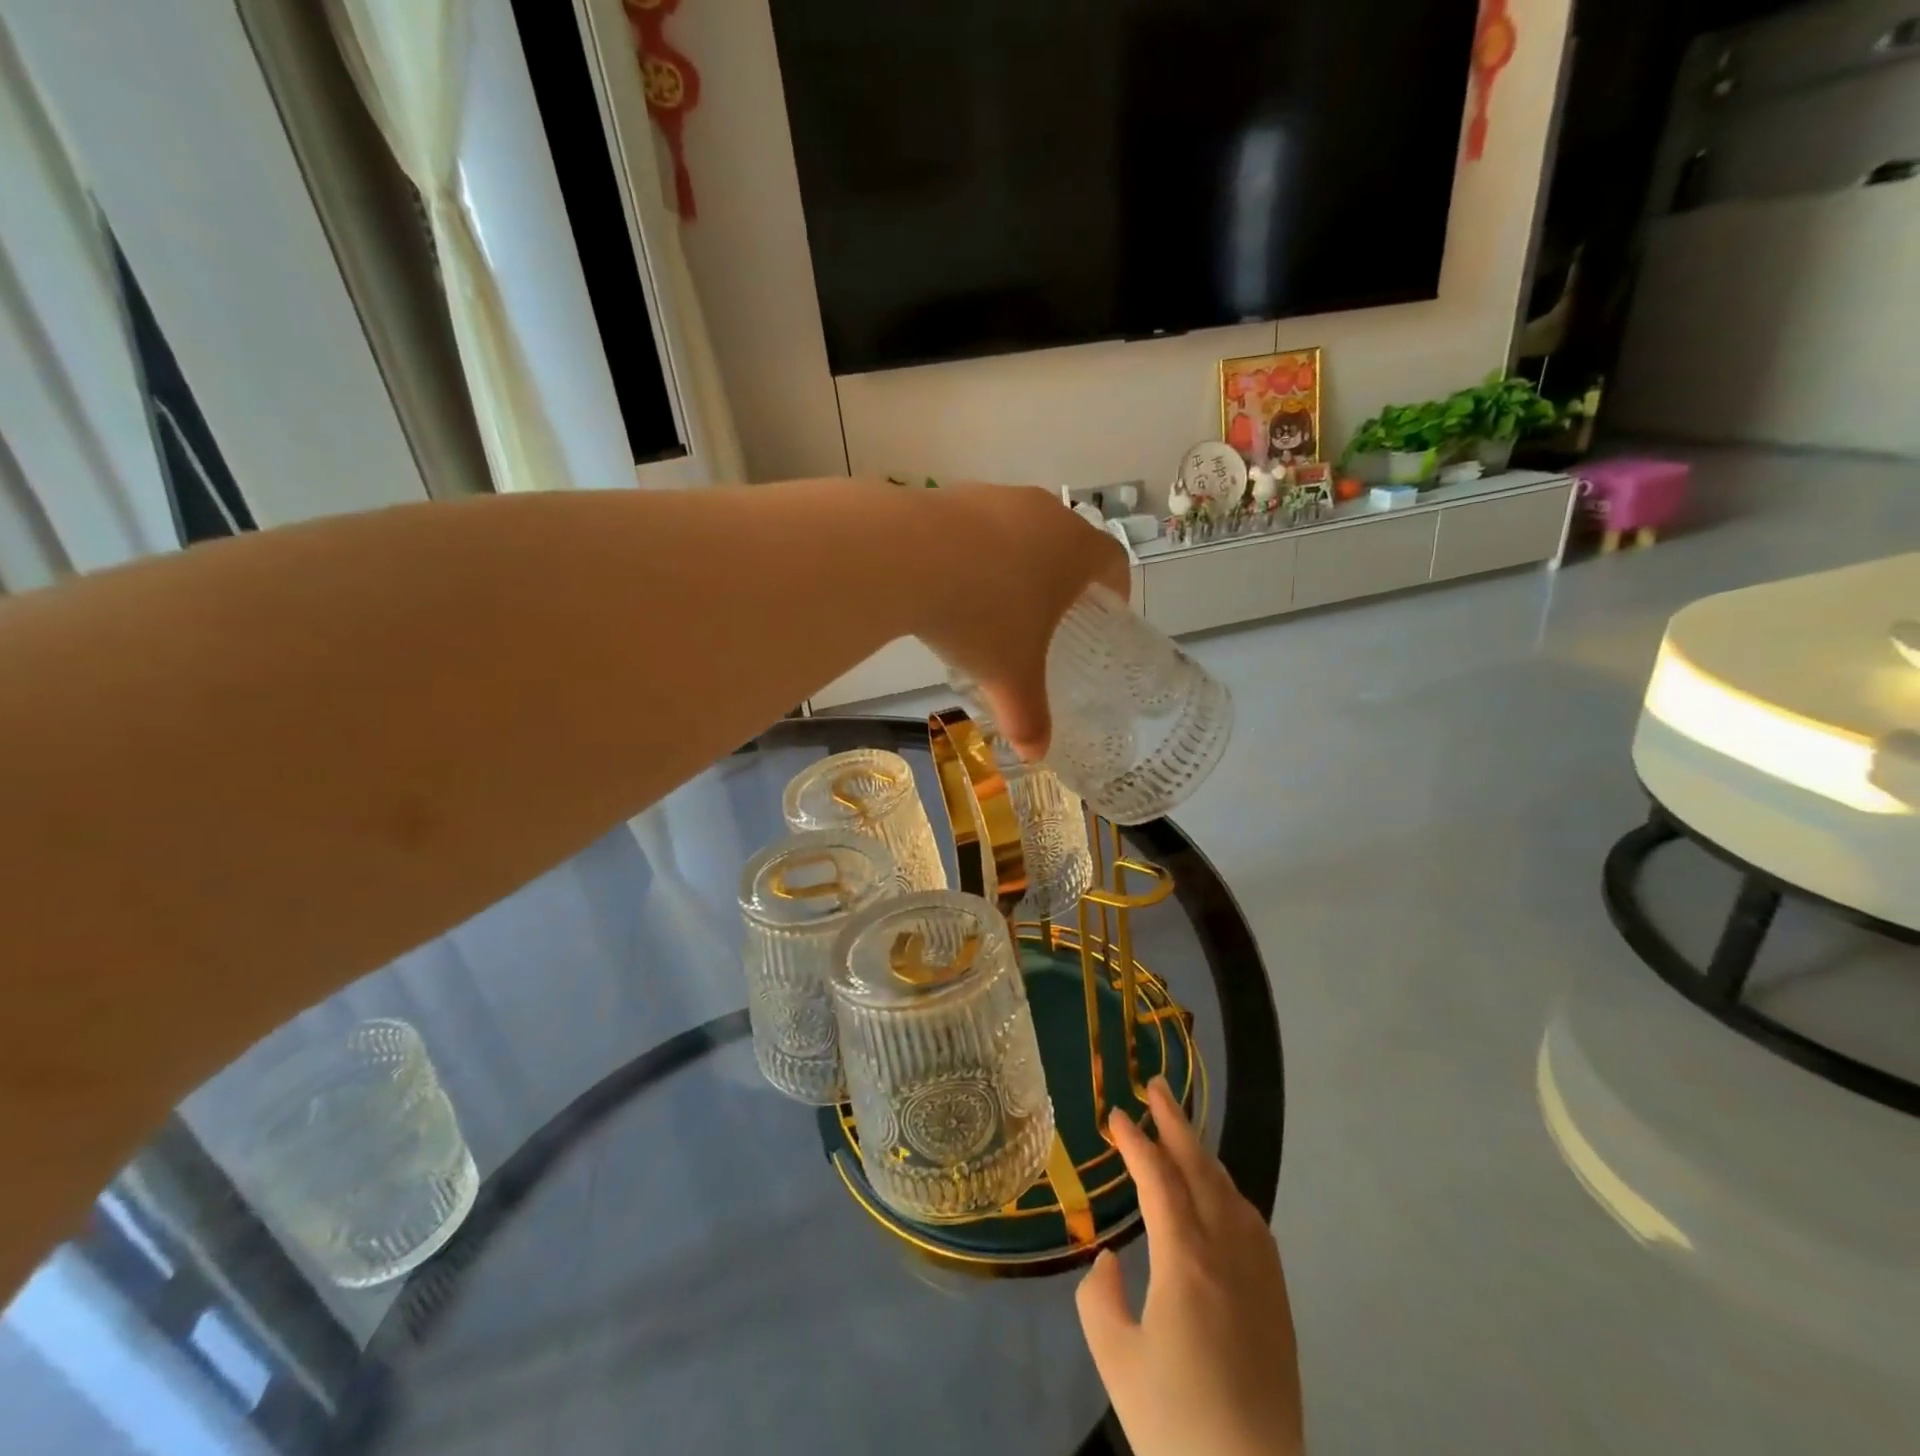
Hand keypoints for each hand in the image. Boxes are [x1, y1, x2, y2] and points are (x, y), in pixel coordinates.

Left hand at [911, 483, 1128, 760]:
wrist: (906, 558)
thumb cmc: (983, 616)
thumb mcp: (1011, 676)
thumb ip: (1029, 717)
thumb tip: (1035, 753)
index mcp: (1075, 549)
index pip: (1113, 561)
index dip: (1115, 588)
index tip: (1104, 613)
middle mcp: (1043, 513)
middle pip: (1067, 542)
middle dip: (1063, 579)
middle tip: (1049, 618)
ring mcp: (996, 498)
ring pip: (1019, 530)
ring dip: (1015, 563)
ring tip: (995, 604)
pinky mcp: (952, 496)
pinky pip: (976, 527)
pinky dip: (973, 554)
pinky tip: (950, 585)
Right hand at [1077, 1078, 1302, 1455]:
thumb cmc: (1176, 1427)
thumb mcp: (1116, 1361)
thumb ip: (1099, 1296)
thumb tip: (1110, 1258)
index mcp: (1185, 1262)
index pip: (1158, 1180)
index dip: (1135, 1142)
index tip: (1114, 1114)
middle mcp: (1227, 1255)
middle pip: (1201, 1170)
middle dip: (1175, 1123)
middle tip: (1155, 1085)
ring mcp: (1260, 1277)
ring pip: (1231, 1192)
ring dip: (1203, 1154)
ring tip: (1181, 1133)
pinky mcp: (1278, 1303)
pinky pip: (1254, 1224)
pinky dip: (1229, 1191)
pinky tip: (1221, 1196)